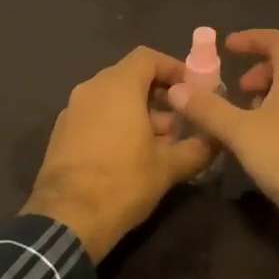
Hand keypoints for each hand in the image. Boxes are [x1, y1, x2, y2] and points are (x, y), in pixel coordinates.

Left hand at [24, 47, 214, 260]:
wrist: (67, 220)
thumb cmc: (123, 182)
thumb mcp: (168, 167)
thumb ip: (197, 148)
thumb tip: (216, 140)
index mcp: (117, 86)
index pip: (147, 57)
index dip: (172, 68)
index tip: (192, 89)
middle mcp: (91, 89)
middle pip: (130, 77)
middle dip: (158, 95)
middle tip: (181, 120)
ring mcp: (72, 110)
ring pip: (112, 98)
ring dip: (138, 112)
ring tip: (160, 143)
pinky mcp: (61, 133)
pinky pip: (95, 115)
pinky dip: (116, 124)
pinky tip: (131, 155)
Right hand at [167, 29, 278, 247]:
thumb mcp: (241, 132)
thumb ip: (209, 110)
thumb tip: (177, 89)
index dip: (253, 38)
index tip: (228, 47)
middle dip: (258, 71)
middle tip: (236, 88)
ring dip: (264, 98)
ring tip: (240, 117)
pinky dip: (272, 120)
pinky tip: (255, 144)